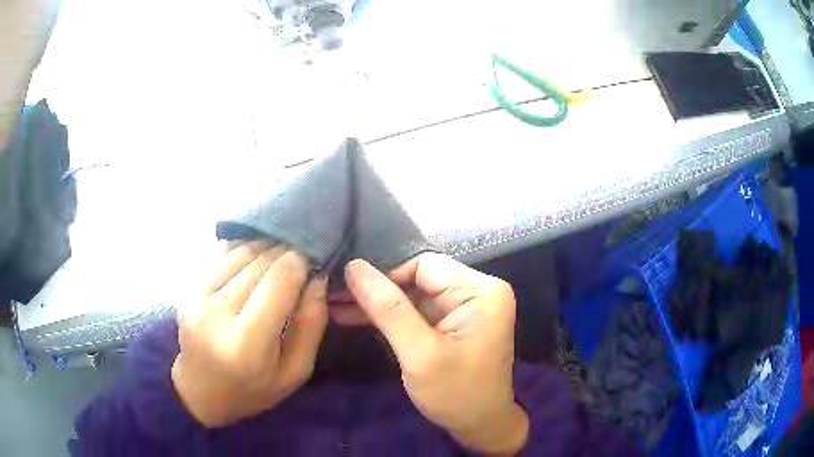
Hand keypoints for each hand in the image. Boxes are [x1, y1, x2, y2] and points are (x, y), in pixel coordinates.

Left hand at [172, 241, 327, 427]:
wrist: (200, 390)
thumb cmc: (253, 389)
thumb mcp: (295, 372)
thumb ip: (310, 326)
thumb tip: (318, 279)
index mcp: (247, 343)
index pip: (279, 282)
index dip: (300, 262)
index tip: (314, 262)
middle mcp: (217, 314)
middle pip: (260, 262)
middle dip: (286, 254)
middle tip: (301, 260)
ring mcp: (196, 297)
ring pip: (242, 252)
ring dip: (267, 249)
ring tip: (279, 260)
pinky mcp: (188, 287)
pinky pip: (223, 253)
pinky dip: (245, 250)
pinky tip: (255, 261)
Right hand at [345, 253, 528, 454]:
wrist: (480, 426)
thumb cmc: (456, 395)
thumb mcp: (420, 354)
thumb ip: (388, 309)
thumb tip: (354, 266)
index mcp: (480, 291)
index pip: (424, 265)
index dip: (385, 275)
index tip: (348, 288)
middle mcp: (477, 291)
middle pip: (418, 277)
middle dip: (377, 290)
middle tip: (334, 295)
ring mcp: (465, 307)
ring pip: (412, 293)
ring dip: (378, 304)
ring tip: (337, 305)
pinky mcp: (453, 322)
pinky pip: (417, 310)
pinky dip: (390, 317)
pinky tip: (357, 316)